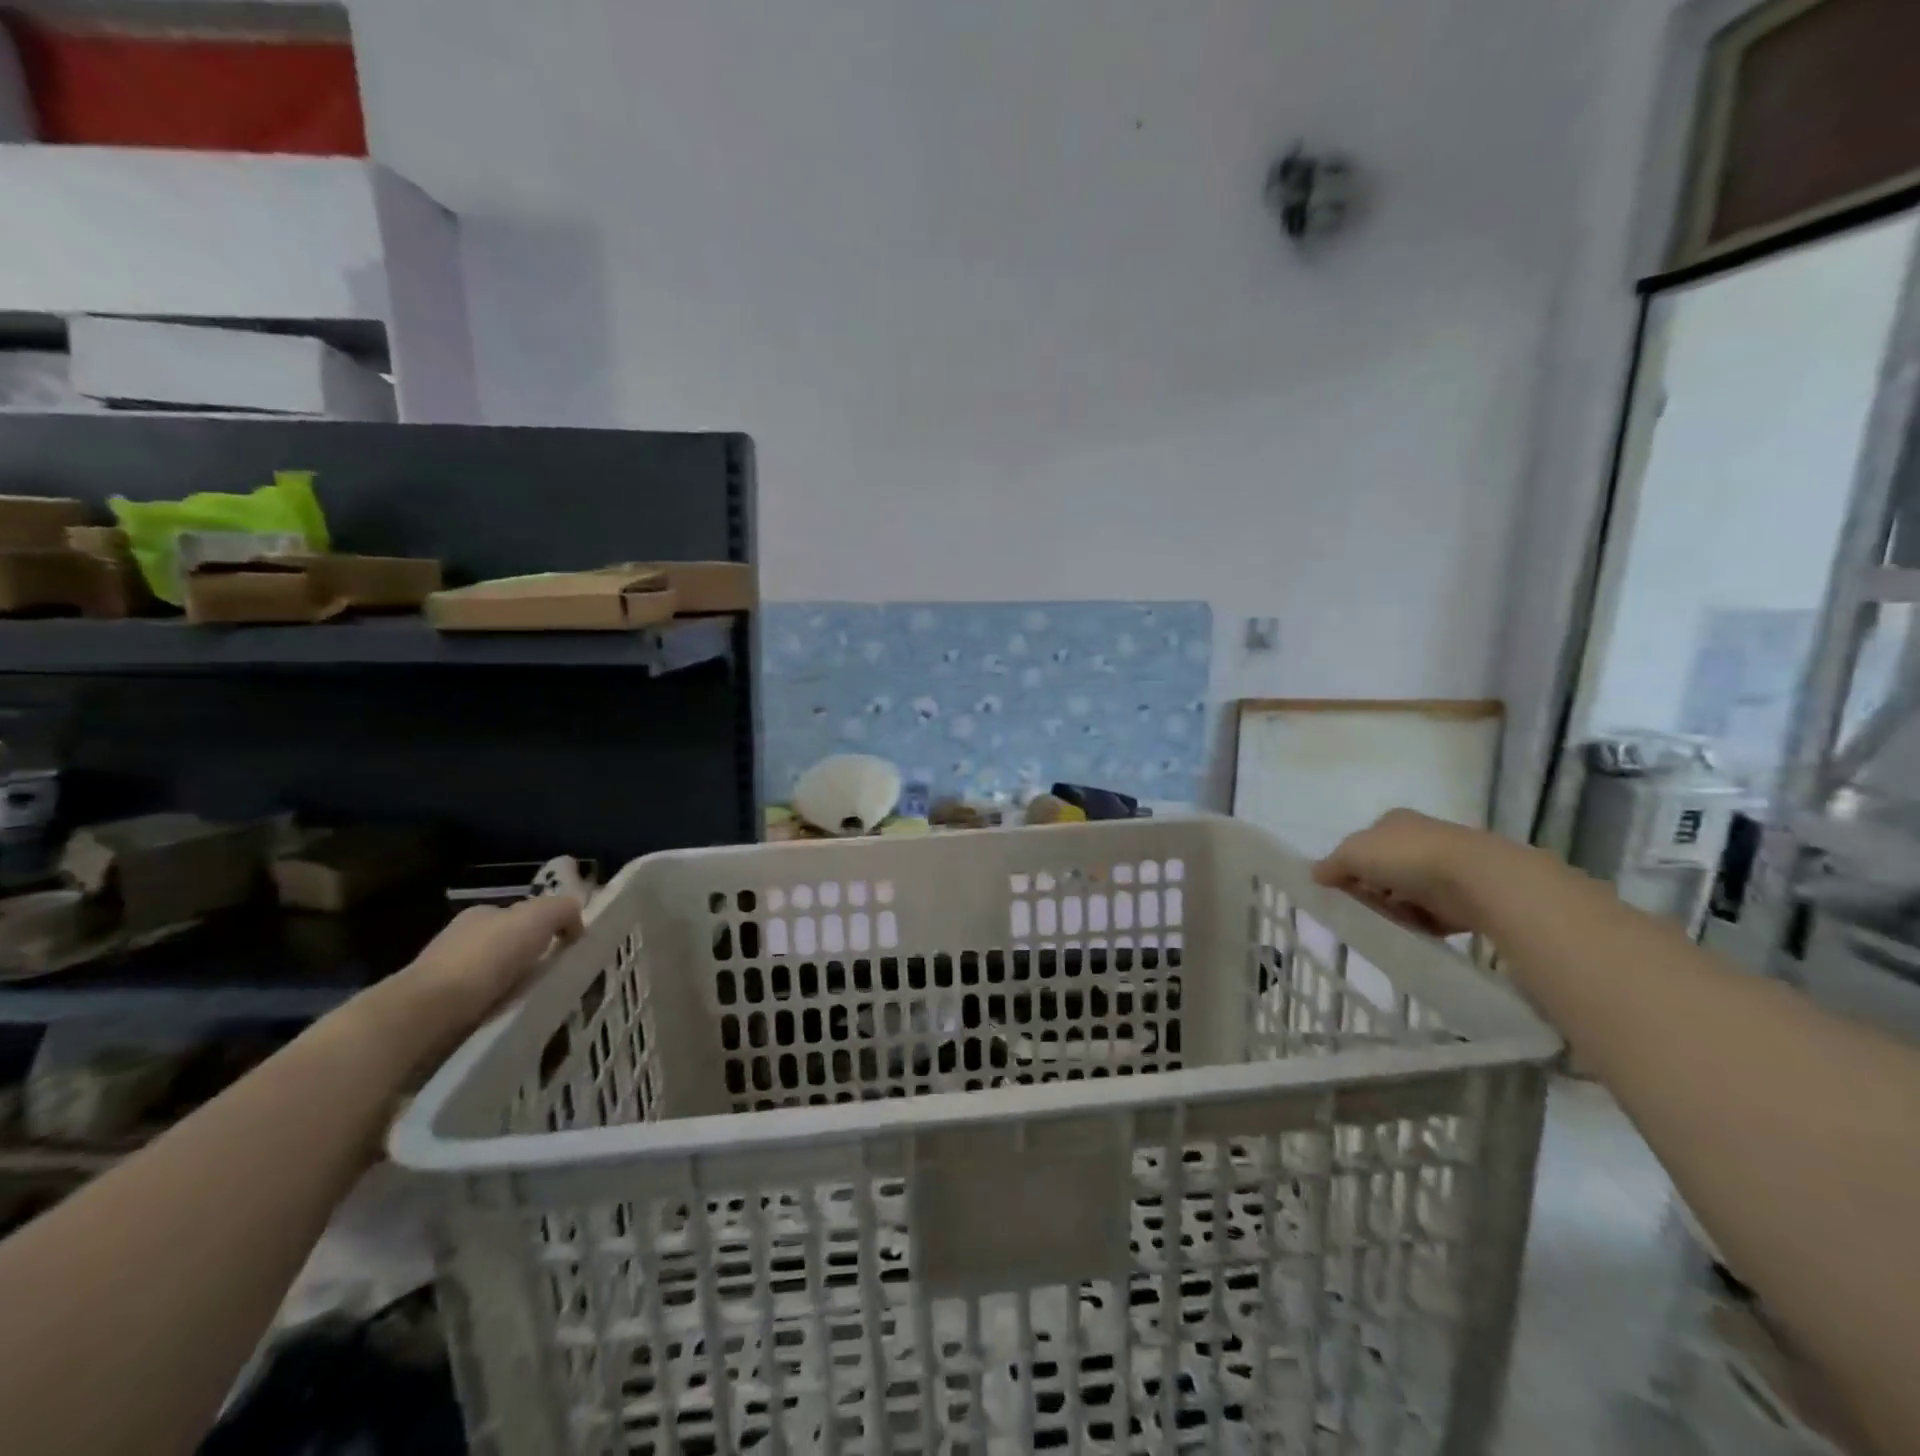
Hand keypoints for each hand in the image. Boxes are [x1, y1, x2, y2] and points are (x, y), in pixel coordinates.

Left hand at [346, 895, 583, 1086]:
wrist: (424, 1015)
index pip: (521, 916)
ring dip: (510, 990)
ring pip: (491, 979)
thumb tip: (576, 923)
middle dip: (528, 961)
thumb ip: (561, 910)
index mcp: (481, 915)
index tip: (566, 952)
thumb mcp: (537, 918)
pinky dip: (492, 1013)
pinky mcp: (433, 1013)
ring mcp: (442, 977)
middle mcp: (458, 940)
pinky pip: (476, 1008)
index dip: (546, 930)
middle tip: (554, 982)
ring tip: (534, 1007)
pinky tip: (505, 1023)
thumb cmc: (484, 959)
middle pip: (506, 947)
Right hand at [1312, 809, 1511, 937]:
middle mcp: (1421, 840)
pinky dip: (1420, 924)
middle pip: (1384, 870)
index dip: (1350, 864)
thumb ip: (1331, 864)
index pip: (1364, 843)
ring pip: (1406, 894)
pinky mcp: (1464, 898)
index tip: (1341, 887)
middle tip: (1361, 908)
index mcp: (1394, 822)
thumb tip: (1315, 874)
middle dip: (1372, 890)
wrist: (1477, 879)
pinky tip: (1411, 931)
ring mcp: (1445, 868)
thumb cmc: (1406, 856)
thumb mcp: (1353, 853)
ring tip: (1387, 923)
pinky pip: (1431, 915)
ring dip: (1395, 909)